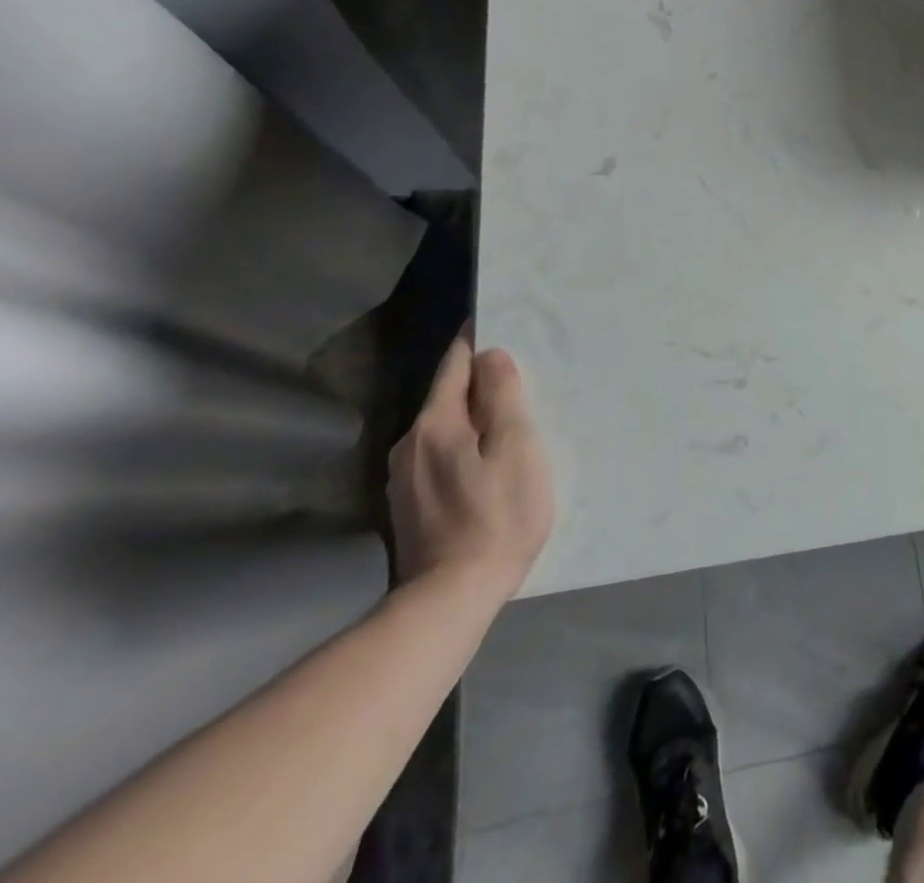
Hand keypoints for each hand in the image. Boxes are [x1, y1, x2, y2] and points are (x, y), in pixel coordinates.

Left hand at [388, 330, 554, 603]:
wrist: (450, 599)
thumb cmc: (496, 515)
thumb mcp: (515, 447)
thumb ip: (503, 396)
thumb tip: (490, 355)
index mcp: (435, 423)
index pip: (454, 364)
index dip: (476, 341)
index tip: (499, 324)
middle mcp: (409, 443)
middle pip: (447, 396)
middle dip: (479, 382)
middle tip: (519, 376)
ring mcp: (404, 478)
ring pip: (443, 429)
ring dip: (472, 418)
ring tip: (508, 420)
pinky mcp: (409, 506)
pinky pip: (439, 456)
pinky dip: (463, 447)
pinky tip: (485, 463)